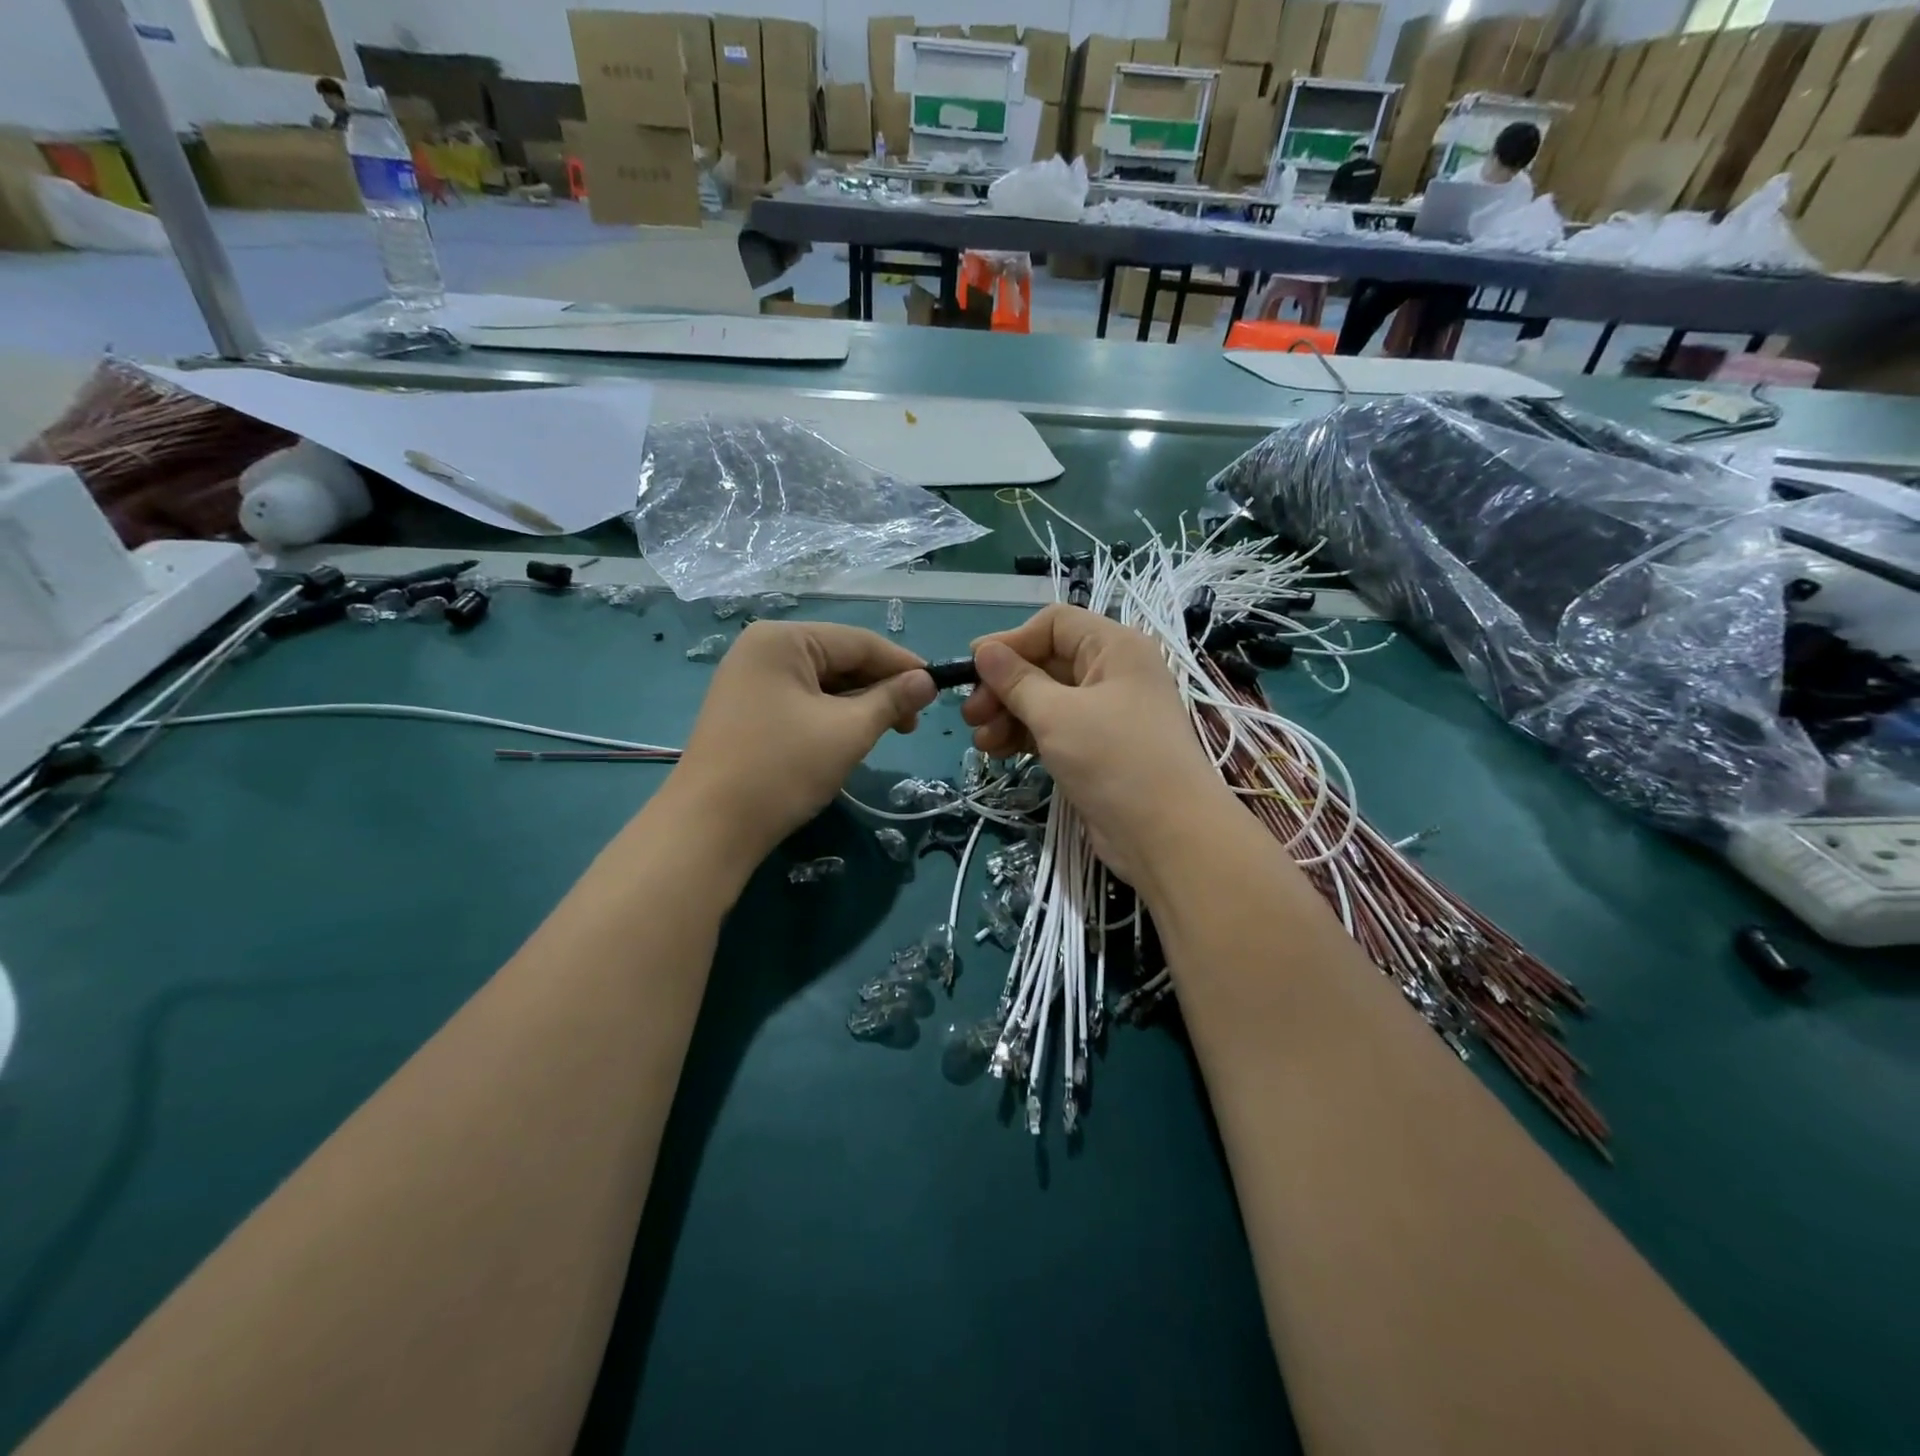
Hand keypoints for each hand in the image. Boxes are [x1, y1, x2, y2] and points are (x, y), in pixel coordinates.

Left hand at [668, 621, 935, 868]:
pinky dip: (830, 716)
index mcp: (783, 639)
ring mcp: (749, 680)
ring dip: (857, 705)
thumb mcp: (848, 731)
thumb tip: (927, 681)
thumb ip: (892, 700)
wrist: (709, 828)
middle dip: (878, 688)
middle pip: (838, 659)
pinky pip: (801, 701)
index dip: (903, 664)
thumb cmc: (782, 769)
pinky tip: (848, 738)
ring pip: (821, 683)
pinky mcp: (745, 710)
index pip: (858, 641)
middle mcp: (762, 649)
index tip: (938, 688)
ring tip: (885, 734)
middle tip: (911, 723)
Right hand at [961, 605, 1237, 889]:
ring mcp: (1107, 713)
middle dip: (1004, 686)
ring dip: (1009, 714)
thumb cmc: (1114, 760)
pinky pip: (1055, 729)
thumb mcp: (1057, 715)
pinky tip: (999, 752)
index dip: (1011, 642)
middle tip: (970, 715)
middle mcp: (1113, 673)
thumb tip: (983, 650)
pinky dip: (1026, 736)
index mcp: (1115, 648)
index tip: (974, 668)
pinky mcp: (1099, 749)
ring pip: (1046, 700)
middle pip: (1046, 663)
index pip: (1054, 624)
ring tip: (981, 741)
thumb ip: (1016, 681)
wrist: (1168, 835)